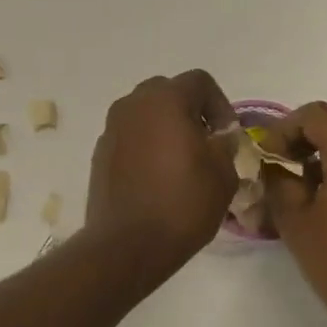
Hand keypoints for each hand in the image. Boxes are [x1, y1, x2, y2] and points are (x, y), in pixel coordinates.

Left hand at [86, 71, 238, 280]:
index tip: (227, 136)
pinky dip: (145, 147)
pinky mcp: (99, 155)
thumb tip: (218, 136)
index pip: (199, 82)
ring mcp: (111, 130)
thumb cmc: (182, 204)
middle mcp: (131, 106)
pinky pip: (129, 138)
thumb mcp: (223, 173)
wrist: (127, 244)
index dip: (220, 105)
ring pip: (144, 115)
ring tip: (182, 162)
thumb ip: (225, 144)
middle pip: (167, 93)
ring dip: (165, 129)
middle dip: (189, 112)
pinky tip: (157, 178)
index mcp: (164, 100)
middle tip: (205, 144)